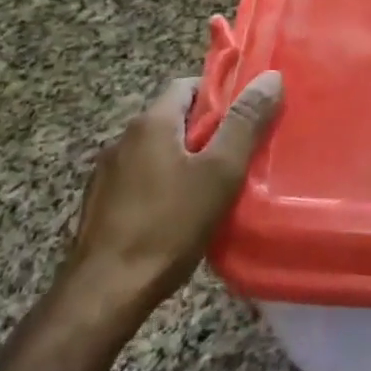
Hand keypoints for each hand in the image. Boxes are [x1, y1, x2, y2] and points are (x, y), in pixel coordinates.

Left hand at [62, 71, 283, 317]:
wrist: (106, 292)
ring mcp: (107, 173)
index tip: (246, 117)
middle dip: (207, 131)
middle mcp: (124, 139)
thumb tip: (270, 78)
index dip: (220, 94)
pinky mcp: (101, 205)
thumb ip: (245, 123)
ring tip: (215, 186)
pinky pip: (142, 179)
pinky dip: (164, 184)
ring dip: (185, 160)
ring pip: (157, 151)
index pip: (188, 85)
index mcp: (151, 123)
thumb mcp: (220, 172)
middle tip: (240, 154)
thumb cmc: (169, 225)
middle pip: (174, 118)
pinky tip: (181, 213)